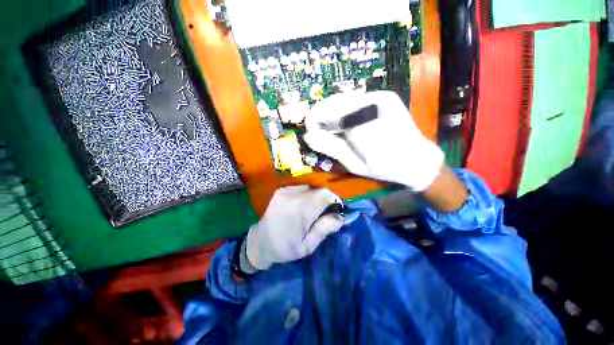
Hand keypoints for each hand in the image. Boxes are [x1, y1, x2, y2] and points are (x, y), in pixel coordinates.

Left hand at [245, 186, 343, 269]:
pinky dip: (306, 195)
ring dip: (315, 197)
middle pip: (318, 190)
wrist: (260, 241)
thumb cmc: (285, 248)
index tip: (336, 210)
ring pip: (310, 188)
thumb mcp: (308, 245)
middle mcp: (293, 195)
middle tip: (323, 214)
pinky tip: (300, 206)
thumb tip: (342, 216)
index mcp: (300, 210)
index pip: (325, 194)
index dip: (334, 200)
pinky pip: (301, 188)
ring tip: (311, 211)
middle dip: (325, 200)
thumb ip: (325, 228)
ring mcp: (285, 191)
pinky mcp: (281, 190)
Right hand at [304, 91, 443, 191]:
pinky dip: (345, 111)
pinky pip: (355, 100)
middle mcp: (371, 102)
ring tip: (334, 131)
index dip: (314, 121)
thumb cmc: (385, 168)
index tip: (312, 135)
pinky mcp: (384, 96)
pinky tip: (349, 125)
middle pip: (333, 102)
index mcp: (363, 122)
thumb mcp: (354, 164)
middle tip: (322, 135)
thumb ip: (331, 147)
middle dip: (322, 118)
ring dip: (333, 114)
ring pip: (343, 99)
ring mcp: (379, 96)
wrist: (417, 160)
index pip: (326, 112)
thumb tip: (308, 136)